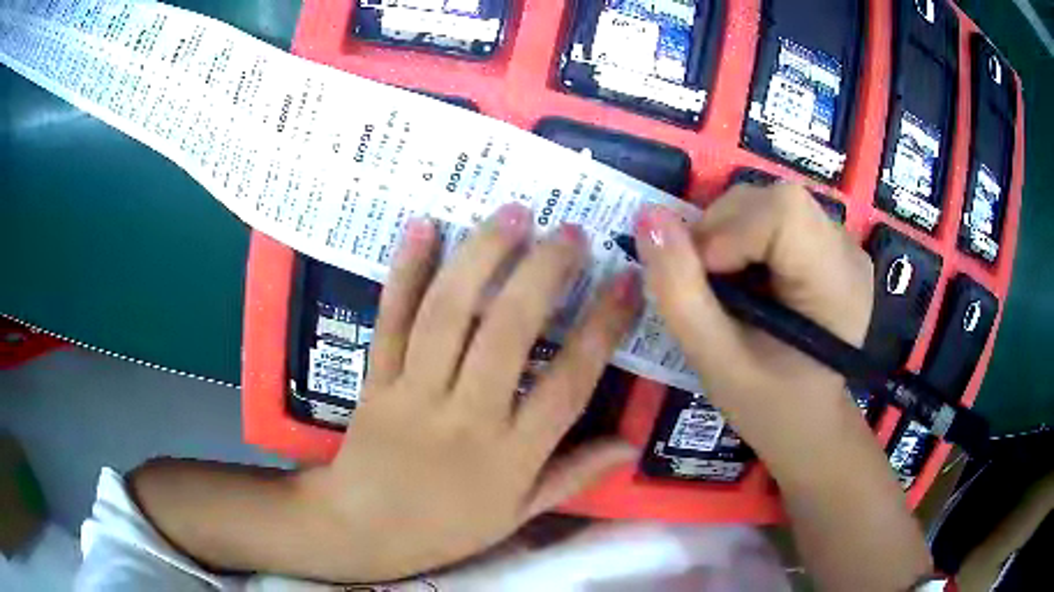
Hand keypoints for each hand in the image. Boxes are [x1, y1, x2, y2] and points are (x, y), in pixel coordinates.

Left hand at [296, 203, 641, 581]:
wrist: (363, 529)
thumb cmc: (447, 527)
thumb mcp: (519, 514)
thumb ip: (574, 475)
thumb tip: (630, 444)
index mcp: (510, 457)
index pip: (567, 384)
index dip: (602, 329)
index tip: (625, 281)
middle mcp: (466, 418)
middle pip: (506, 333)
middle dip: (543, 273)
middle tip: (569, 231)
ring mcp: (413, 394)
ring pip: (448, 315)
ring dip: (481, 256)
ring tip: (512, 214)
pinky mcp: (374, 380)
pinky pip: (391, 320)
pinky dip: (405, 271)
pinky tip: (422, 226)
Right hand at [632, 184, 873, 474]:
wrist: (807, 422)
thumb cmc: (766, 406)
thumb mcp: (715, 361)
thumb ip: (680, 292)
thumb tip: (649, 217)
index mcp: (836, 285)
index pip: (783, 211)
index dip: (730, 229)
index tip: (703, 276)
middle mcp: (847, 252)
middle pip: (775, 199)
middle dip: (722, 228)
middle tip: (704, 281)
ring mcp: (843, 245)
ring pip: (771, 201)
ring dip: (730, 231)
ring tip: (724, 282)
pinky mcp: (830, 245)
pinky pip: (777, 216)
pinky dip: (744, 235)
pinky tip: (747, 276)